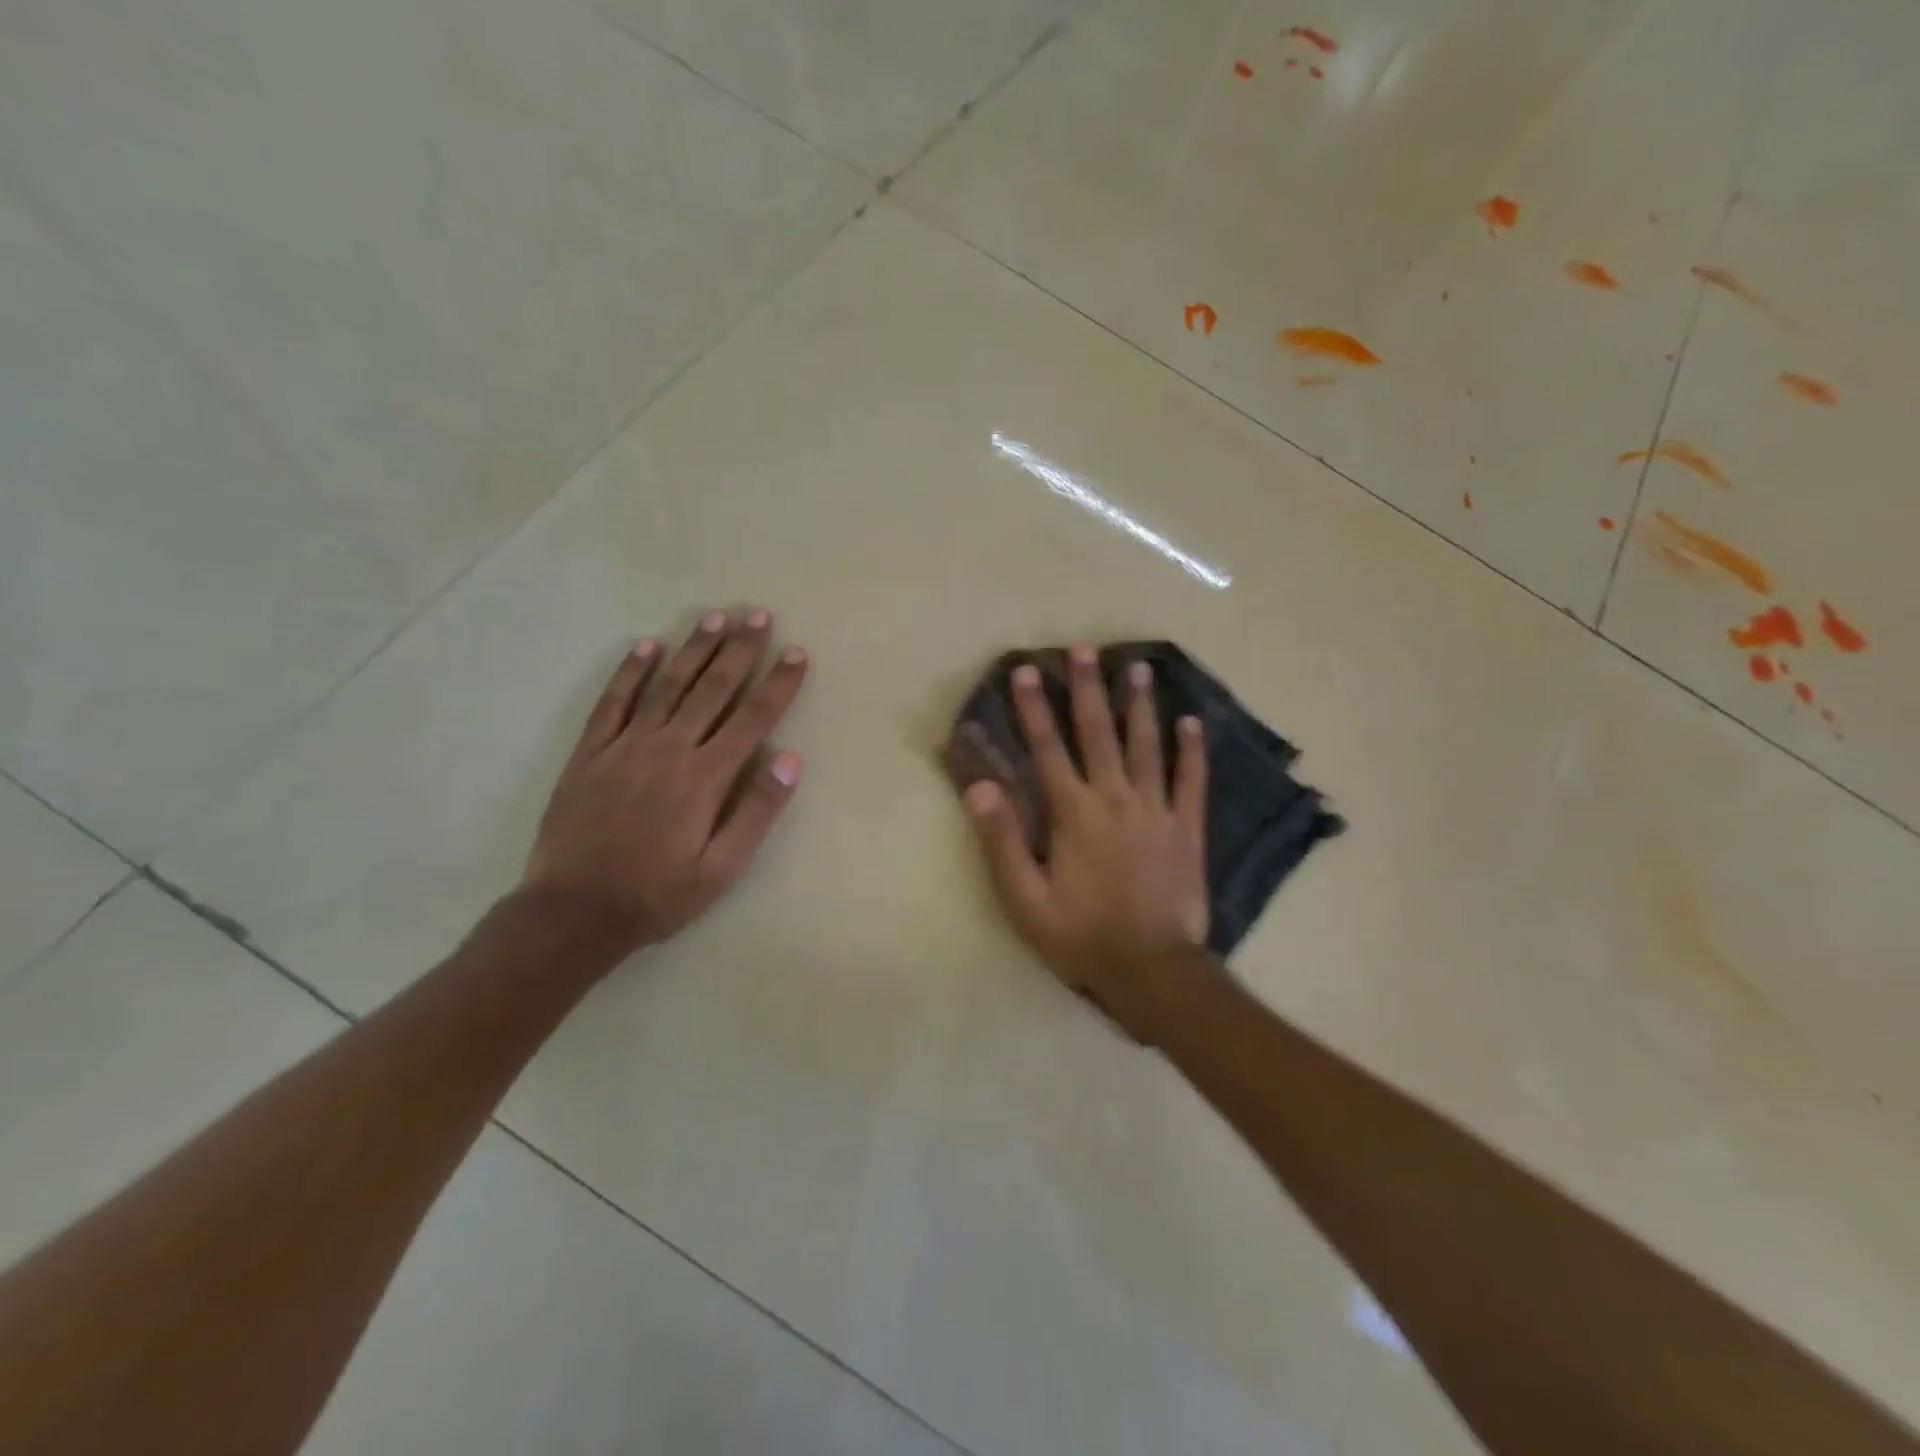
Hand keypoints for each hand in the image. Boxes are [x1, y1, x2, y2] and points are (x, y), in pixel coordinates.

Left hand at [524, 608, 807, 958]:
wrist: (573, 912)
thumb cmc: (658, 895)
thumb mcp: (722, 868)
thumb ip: (757, 812)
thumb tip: (790, 759)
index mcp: (705, 777)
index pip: (752, 719)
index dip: (778, 684)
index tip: (797, 653)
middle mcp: (669, 749)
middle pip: (713, 689)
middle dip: (740, 650)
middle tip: (758, 615)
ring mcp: (625, 746)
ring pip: (667, 686)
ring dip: (694, 650)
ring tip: (715, 619)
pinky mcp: (590, 753)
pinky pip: (612, 702)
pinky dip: (629, 672)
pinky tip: (646, 646)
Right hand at [965, 644, 1208, 1040]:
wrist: (1152, 970)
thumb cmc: (1081, 936)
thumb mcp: (1025, 899)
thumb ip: (1003, 839)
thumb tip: (982, 786)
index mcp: (1074, 814)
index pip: (1048, 749)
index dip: (1033, 709)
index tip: (1026, 671)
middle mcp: (1116, 799)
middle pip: (1099, 733)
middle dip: (1088, 689)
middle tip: (1086, 649)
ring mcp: (1157, 810)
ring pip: (1147, 746)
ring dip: (1141, 705)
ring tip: (1139, 668)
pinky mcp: (1188, 828)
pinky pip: (1191, 780)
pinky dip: (1191, 750)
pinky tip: (1191, 722)